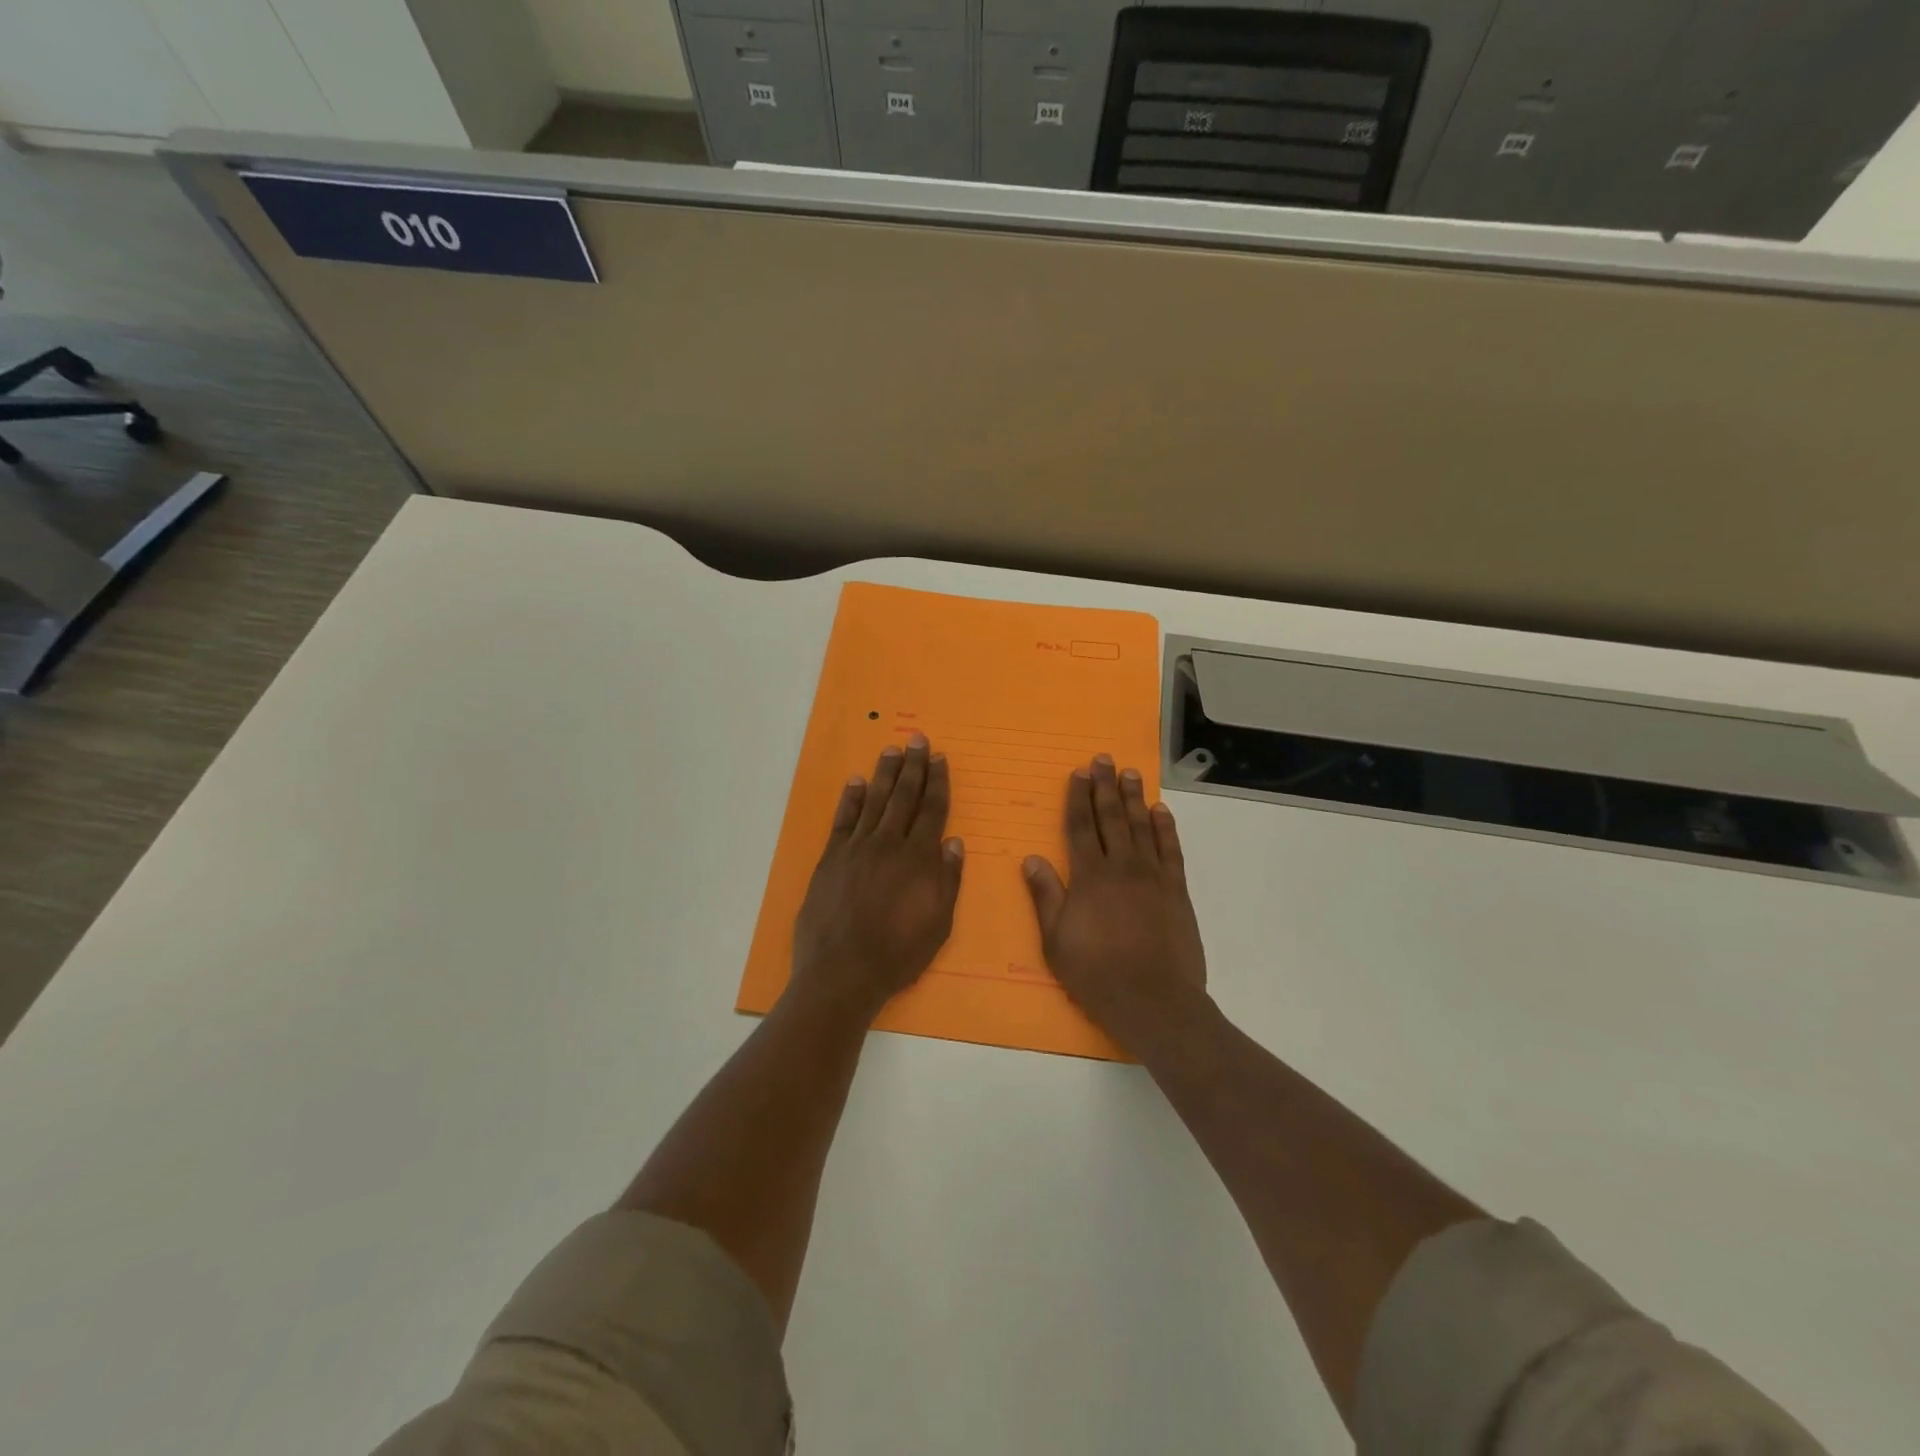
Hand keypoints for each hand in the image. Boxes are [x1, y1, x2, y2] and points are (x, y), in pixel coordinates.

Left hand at [791, 733, 964, 1020]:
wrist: (842, 970)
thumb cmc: (898, 953)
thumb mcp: (938, 923)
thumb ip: (947, 880)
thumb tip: (953, 842)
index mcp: (918, 859)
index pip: (932, 810)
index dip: (937, 782)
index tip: (940, 758)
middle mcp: (888, 844)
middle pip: (904, 797)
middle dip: (913, 767)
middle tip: (918, 740)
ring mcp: (856, 848)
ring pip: (875, 801)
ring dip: (885, 774)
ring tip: (893, 749)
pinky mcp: (831, 858)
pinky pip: (843, 820)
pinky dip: (851, 799)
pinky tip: (856, 782)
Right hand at [1023, 755, 1207, 1051]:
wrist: (1153, 1000)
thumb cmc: (1096, 973)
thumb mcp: (1056, 941)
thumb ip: (1046, 896)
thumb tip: (1032, 858)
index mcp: (1089, 877)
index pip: (1080, 827)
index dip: (1078, 798)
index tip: (1078, 773)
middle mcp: (1121, 867)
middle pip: (1111, 818)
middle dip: (1105, 787)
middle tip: (1104, 759)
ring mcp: (1152, 877)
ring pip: (1141, 827)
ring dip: (1134, 798)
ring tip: (1130, 773)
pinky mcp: (1176, 891)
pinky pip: (1170, 850)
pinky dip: (1165, 828)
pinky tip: (1161, 811)